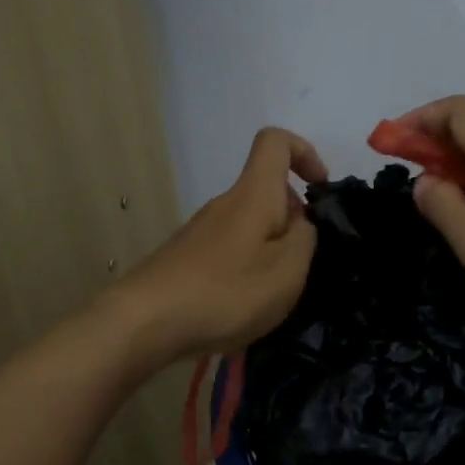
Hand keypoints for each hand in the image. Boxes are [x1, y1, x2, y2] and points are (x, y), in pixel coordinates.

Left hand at [110, 127, 326, 363]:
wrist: (145, 323)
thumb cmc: (226, 293)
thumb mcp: (287, 271)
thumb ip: (305, 239)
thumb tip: (301, 222)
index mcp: (253, 195)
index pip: (275, 142)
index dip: (305, 153)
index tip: (319, 190)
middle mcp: (225, 203)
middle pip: (267, 191)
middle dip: (294, 220)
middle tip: (303, 265)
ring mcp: (202, 231)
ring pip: (251, 226)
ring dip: (272, 251)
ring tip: (275, 296)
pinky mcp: (187, 258)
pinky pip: (232, 250)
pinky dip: (248, 270)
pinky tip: (244, 308)